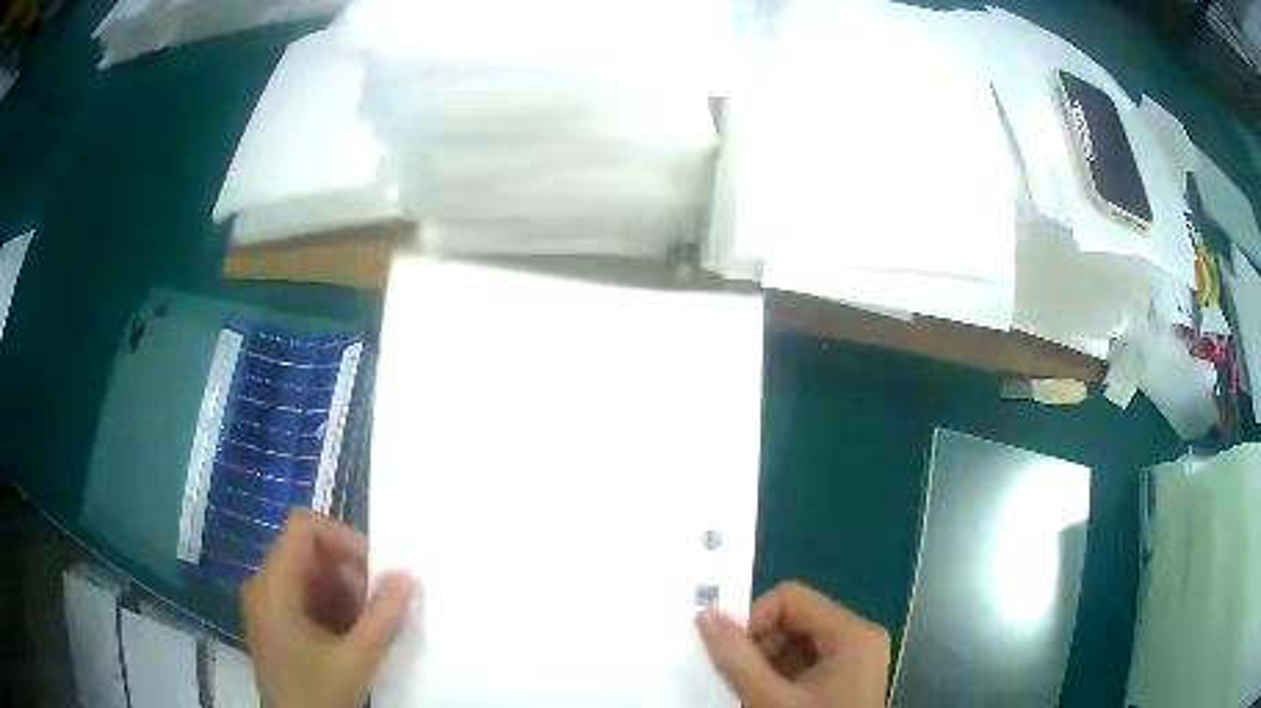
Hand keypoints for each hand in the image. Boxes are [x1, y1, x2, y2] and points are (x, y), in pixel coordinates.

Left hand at [243, 510, 417, 707]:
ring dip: (347, 593)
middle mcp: (265, 586)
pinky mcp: (278, 623)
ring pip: (311, 576)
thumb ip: (383, 618)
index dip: (342, 537)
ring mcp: (269, 605)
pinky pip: (308, 598)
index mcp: (273, 586)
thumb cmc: (317, 694)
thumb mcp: (355, 660)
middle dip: (350, 572)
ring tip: (372, 625)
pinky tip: (356, 637)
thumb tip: (408, 577)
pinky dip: (336, 609)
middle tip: (381, 604)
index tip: (376, 568)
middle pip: (309, 552)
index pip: (304, 528)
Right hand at [697, 581, 889, 707]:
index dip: (753, 620)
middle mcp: (859, 637)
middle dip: (759, 646)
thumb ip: (737, 659)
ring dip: (766, 663)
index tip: (730, 653)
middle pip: (795, 619)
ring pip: (797, 641)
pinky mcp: (848, 677)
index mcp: (852, 633)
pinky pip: (807, 661)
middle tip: (738, 679)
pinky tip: (769, 699)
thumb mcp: (770, 700)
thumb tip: (705, 615)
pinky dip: (780, 675)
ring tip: (752, 692)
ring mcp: (856, 658)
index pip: (790, 599)